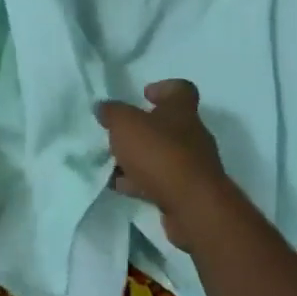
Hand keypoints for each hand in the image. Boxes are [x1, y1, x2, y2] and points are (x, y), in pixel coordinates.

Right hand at [96, 79, 231, 249]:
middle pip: (168, 125)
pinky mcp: (188, 194)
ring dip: (140, 158)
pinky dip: (141, 182)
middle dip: (143, 129)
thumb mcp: (125, 125)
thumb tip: (103, 107)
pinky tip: (120, 187)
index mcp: (181, 111)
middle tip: (119, 133)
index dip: (163, 88)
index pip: (181, 89)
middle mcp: (192, 135)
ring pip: (162, 155)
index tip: (144, 95)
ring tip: (112, 163)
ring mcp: (193, 166)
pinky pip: (161, 182)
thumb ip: (112, 113)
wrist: (193, 207)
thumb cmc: (160, 153)